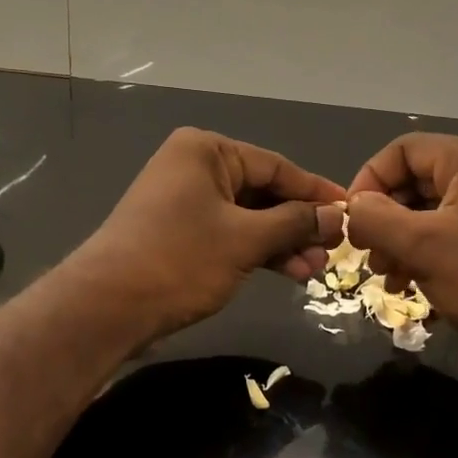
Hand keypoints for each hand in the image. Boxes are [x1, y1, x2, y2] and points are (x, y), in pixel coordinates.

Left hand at [73, 128, 345, 340]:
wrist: (106, 306)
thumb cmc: (179, 259)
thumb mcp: (245, 239)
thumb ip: (294, 223)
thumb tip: (337, 216)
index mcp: (206, 150)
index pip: (276, 166)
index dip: (316, 192)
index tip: (351, 211)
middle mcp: (195, 167)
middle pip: (263, 192)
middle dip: (299, 224)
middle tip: (334, 251)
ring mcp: (185, 201)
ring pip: (248, 217)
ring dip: (282, 243)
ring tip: (314, 270)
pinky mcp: (180, 232)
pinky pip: (230, 234)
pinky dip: (257, 251)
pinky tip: (287, 272)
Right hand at [345, 134, 457, 373]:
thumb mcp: (423, 247)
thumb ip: (376, 219)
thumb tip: (352, 207)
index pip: (402, 150)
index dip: (369, 181)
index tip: (353, 223)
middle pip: (415, 180)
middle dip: (384, 218)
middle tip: (368, 255)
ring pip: (429, 210)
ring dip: (400, 240)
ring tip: (388, 277)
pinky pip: (449, 232)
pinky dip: (424, 253)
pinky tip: (410, 285)